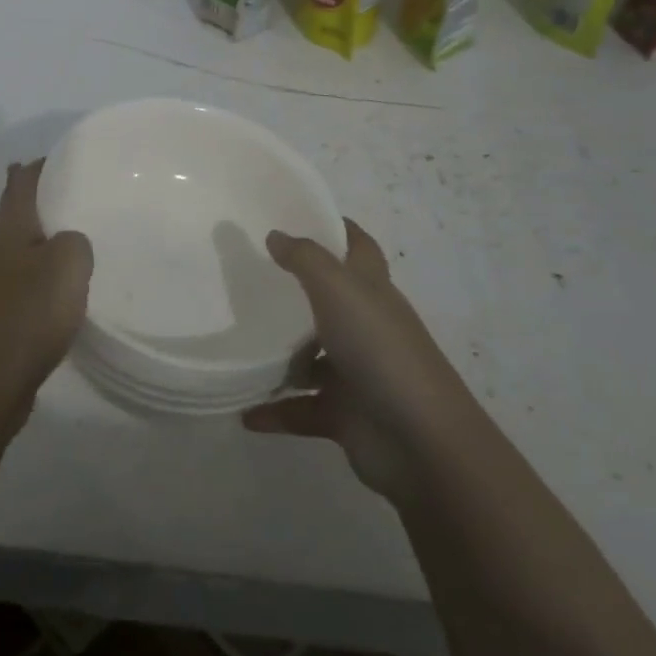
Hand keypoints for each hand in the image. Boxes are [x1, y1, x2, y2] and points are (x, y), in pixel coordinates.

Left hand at [0, 160, 92, 418]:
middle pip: (20, 212)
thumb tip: (70, 242)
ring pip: (23, 250)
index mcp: (7, 226)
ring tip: (85, 243)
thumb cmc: (26, 314)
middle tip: (89, 199)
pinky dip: (46, 280)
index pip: (22, 179)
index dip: (43, 164)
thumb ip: (76, 241)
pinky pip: (26, 284)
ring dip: (48, 243)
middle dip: (49, 202)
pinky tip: (68, 293)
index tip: (73, 158)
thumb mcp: (68, 264)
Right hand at [242, 220, 462, 501]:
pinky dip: (274, 410)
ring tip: (235, 343)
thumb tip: (276, 235)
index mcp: (372, 291)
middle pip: (329, 300)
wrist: (420, 441)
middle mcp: (365, 326)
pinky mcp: (343, 414)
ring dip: (278, 355)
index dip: (336, 228)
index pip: (358, 247)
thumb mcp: (338, 290)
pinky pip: (300, 408)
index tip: (297, 214)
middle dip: (294, 289)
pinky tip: (243, 411)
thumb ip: (305, 259)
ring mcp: (355, 372)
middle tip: (246, 276)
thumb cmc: (380, 349)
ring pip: (310, 357)